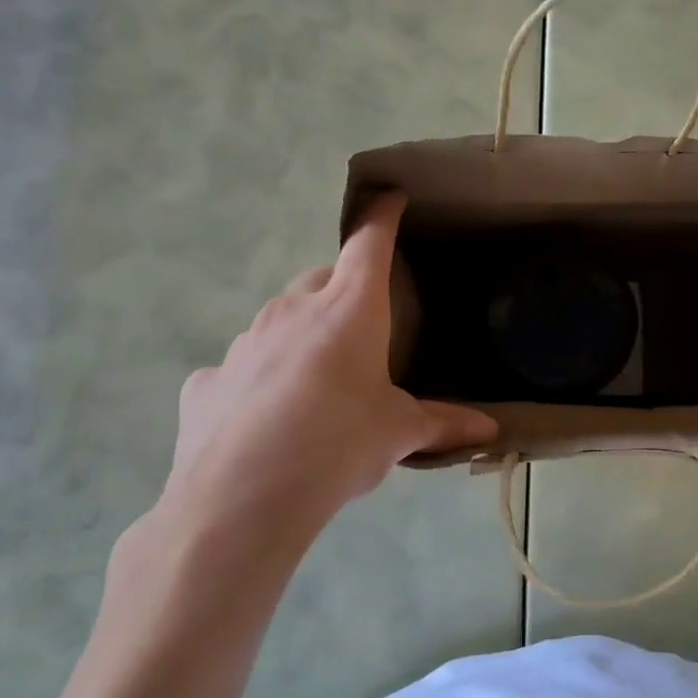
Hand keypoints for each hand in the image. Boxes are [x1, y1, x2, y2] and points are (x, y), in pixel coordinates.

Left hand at [159, 193, 497, 563]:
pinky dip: (258, 380)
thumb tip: (491, 432)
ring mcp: (243, 342)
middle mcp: (292, 310)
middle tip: (361, 330)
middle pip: (322, 279)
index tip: (391, 197)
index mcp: (348, 309)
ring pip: (279, 321)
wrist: (242, 499)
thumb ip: (443, 423)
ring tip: (316, 384)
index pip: (369, 242)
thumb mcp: (398, 433)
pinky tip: (265, 420)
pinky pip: (241, 368)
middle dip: (342, 290)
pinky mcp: (207, 381)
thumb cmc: (338, 445)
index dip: (383, 216)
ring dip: (300, 336)